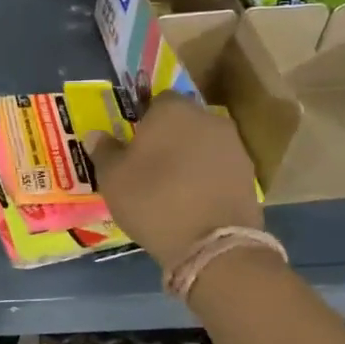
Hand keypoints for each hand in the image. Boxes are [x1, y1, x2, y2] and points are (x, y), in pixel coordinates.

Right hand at [82, 94, 261, 269]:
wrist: (212, 243)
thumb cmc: (153, 200)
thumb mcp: (113, 178)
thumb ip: (104, 151)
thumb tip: (96, 135)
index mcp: (172, 110)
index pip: (156, 100)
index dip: (144, 119)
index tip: (134, 142)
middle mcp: (207, 118)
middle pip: (183, 120)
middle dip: (169, 136)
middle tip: (150, 163)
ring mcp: (233, 145)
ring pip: (203, 142)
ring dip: (190, 155)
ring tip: (172, 184)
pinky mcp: (249, 173)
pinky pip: (219, 166)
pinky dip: (207, 175)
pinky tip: (194, 199)